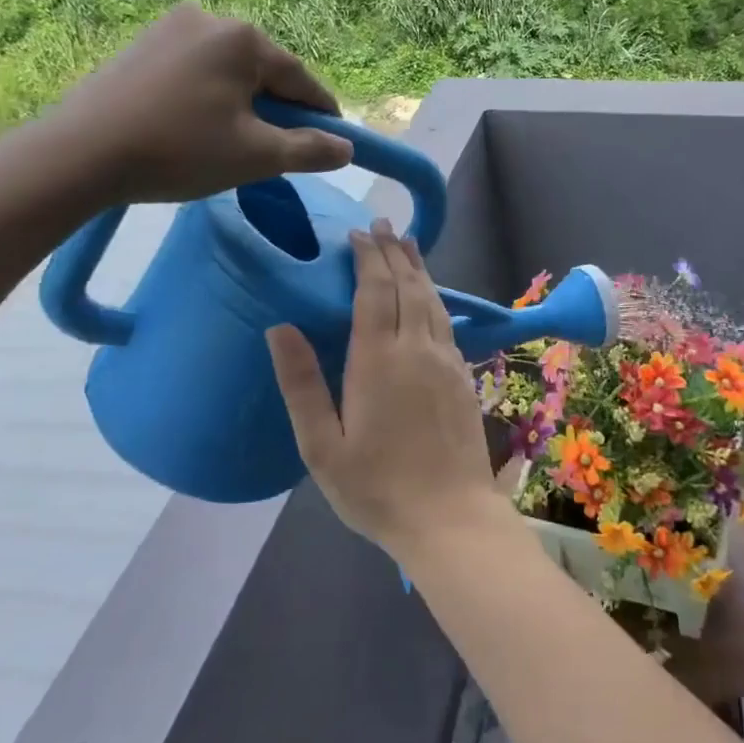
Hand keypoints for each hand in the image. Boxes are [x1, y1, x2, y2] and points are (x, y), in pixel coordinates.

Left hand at [36, 4, 353, 204]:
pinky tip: (197, 127)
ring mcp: (169, 27)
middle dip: (277, 108)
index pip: (300, 79)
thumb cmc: (180, 151)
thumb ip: (309, 150)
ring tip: (233, 142)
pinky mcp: (141, 44)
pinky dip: (209, 96)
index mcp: (242, 38)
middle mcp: (209, 18)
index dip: (322, 114)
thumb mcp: (257, 156)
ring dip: (243, 103)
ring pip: (229, 71)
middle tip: (277, 149)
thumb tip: (346, 148)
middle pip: (264, 71)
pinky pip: (196, 70)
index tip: (334, 141)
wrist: (78, 155)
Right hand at [266, 220, 501, 557]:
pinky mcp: (464, 376)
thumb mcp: (322, 446)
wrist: (450, 517)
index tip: (359, 233)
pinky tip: (430, 296)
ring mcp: (447, 361)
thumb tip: (279, 327)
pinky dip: (435, 297)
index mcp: (378, 360)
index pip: (374, 292)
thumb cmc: (376, 488)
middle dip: (394, 252)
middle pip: (407, 286)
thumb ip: (301, 384)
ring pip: (432, 300)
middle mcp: (417, 349)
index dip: (368, 258)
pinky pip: (446, 322)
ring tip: (408, 244)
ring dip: (419, 268)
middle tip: (383, 225)